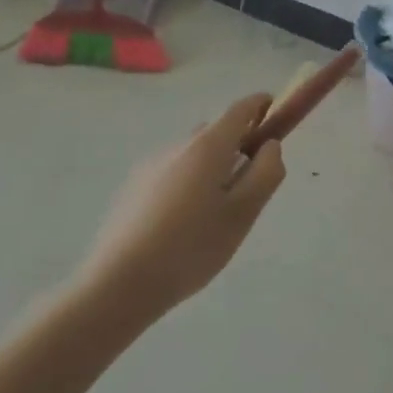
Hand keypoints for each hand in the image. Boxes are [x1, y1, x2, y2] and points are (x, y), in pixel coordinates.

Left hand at [73, 93, 284, 329]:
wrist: (116, 287)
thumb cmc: (190, 247)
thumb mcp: (243, 213)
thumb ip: (266, 172)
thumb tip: (270, 145)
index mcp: (208, 146)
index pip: (241, 109)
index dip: (261, 105)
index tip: (275, 113)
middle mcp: (178, 146)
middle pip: (216, 132)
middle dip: (237, 145)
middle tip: (249, 184)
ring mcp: (150, 166)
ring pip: (192, 155)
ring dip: (211, 167)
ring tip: (214, 213)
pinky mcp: (132, 189)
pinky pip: (171, 173)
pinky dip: (187, 184)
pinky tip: (182, 225)